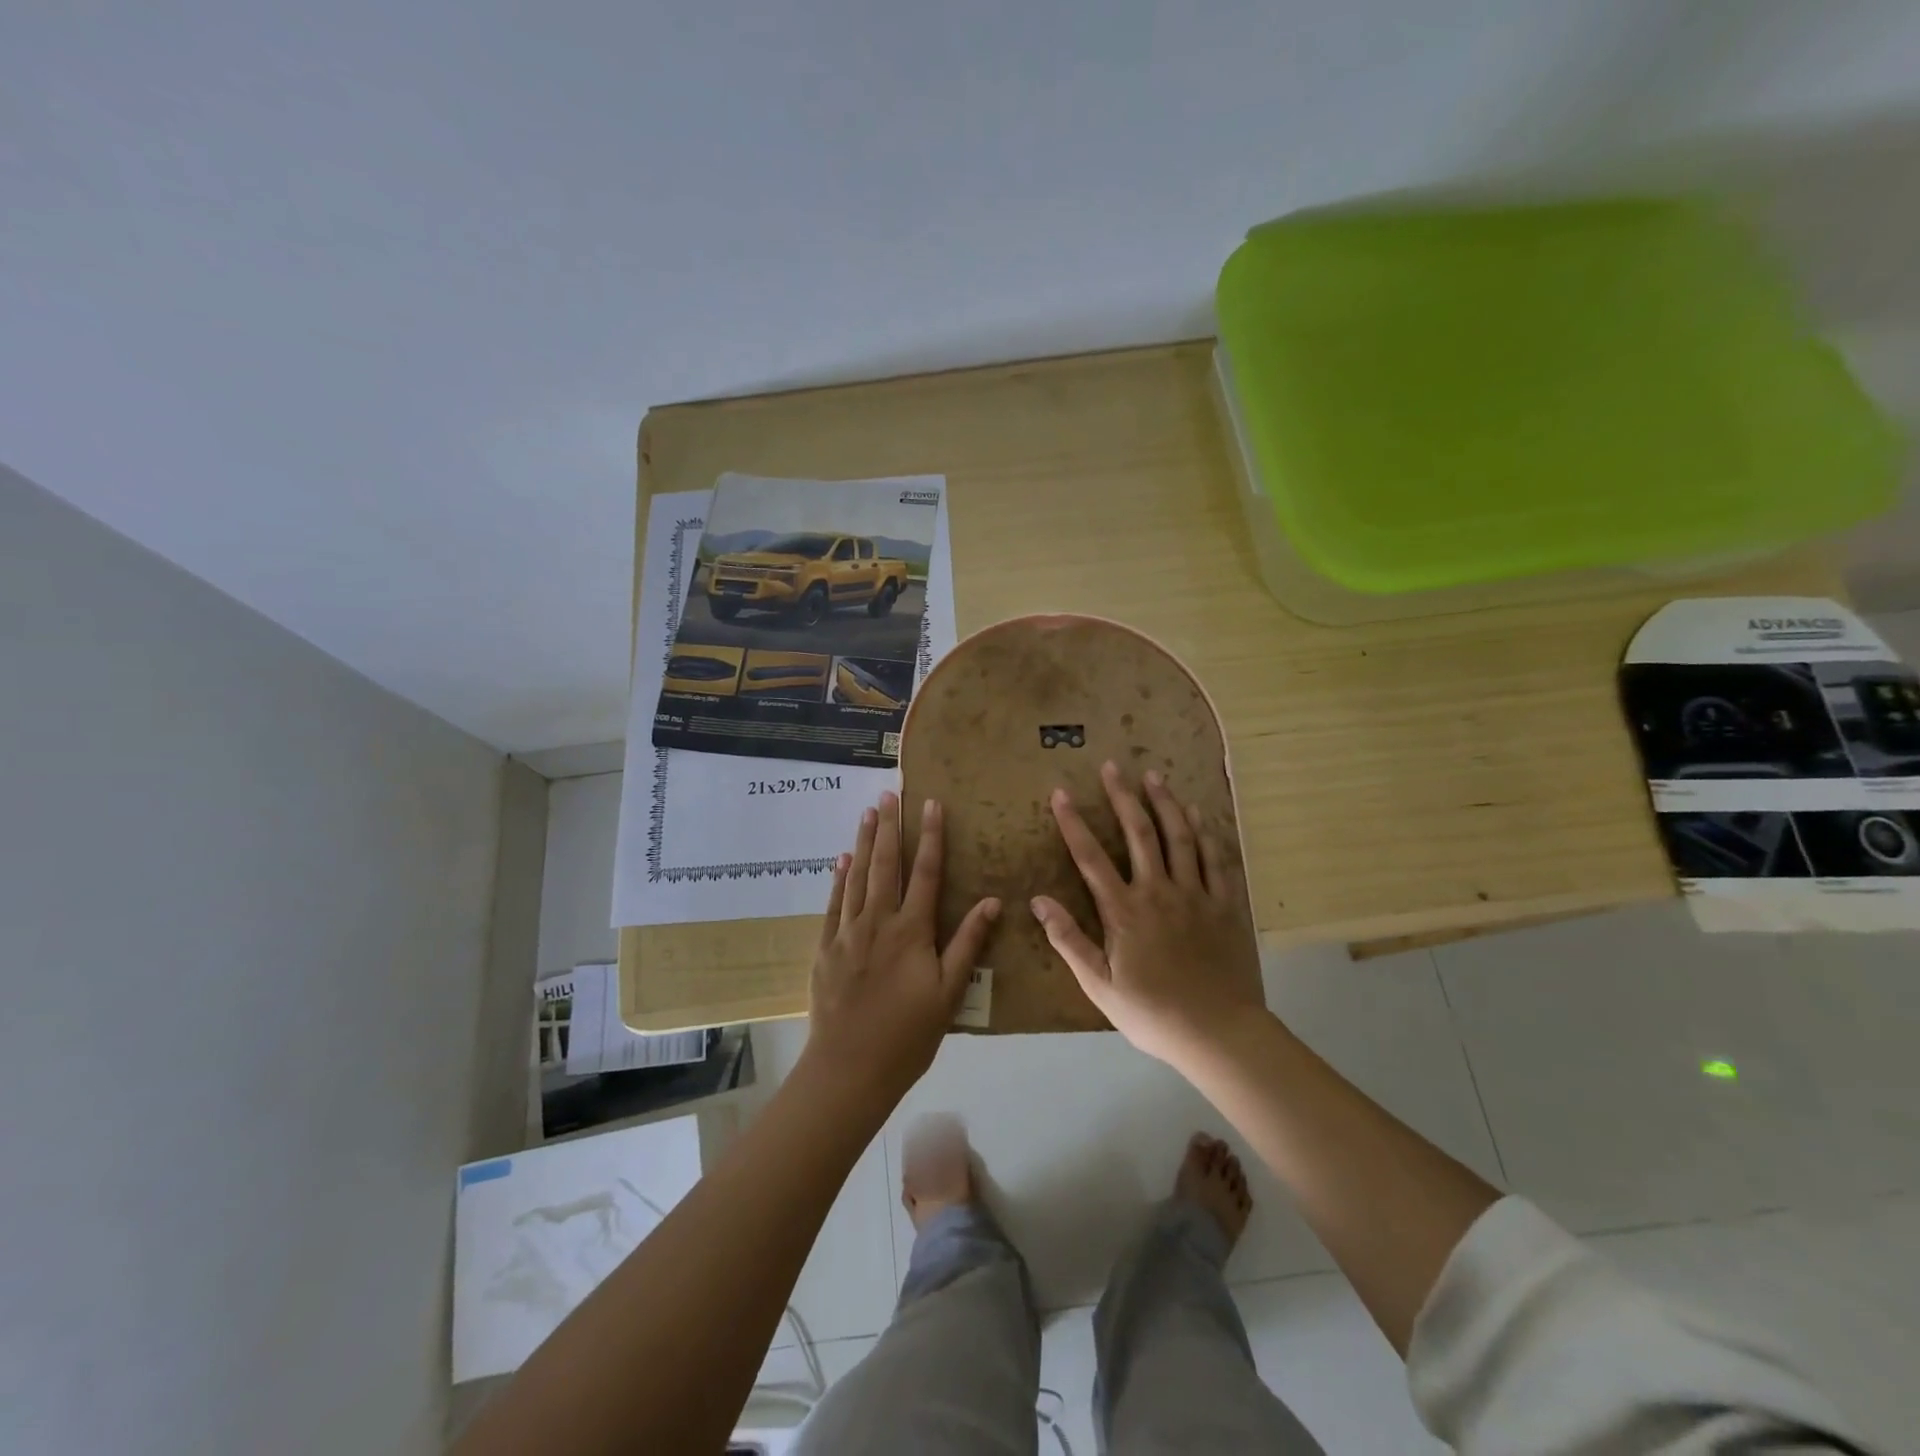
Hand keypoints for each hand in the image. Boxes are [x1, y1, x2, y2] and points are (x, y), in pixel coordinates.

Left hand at [801, 792, 1000, 1108]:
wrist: (850, 1068)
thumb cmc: (908, 1034)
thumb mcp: (949, 993)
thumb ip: (968, 944)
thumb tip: (992, 901)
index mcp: (911, 930)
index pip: (925, 873)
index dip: (930, 837)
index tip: (932, 805)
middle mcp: (878, 921)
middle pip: (886, 865)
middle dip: (890, 827)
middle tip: (890, 793)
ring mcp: (847, 933)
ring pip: (857, 877)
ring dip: (864, 842)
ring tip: (868, 812)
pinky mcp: (826, 948)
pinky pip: (833, 904)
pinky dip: (839, 878)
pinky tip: (841, 859)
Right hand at [1031, 761, 1265, 1068]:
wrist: (1219, 1032)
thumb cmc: (1152, 1013)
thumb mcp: (1100, 985)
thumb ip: (1069, 940)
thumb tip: (1038, 900)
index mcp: (1125, 911)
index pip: (1091, 857)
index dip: (1074, 823)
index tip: (1061, 793)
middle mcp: (1159, 891)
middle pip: (1139, 833)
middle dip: (1122, 797)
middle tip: (1112, 766)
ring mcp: (1195, 894)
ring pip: (1179, 837)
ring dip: (1164, 803)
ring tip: (1154, 775)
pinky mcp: (1223, 904)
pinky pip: (1215, 859)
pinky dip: (1205, 832)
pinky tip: (1198, 813)